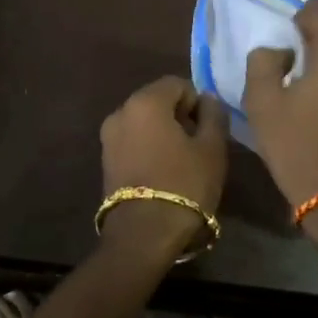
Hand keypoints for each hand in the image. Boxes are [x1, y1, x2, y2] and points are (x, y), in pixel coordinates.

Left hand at [99, 76, 229, 251]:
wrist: (144, 233)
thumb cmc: (185, 184)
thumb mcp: (212, 148)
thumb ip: (213, 115)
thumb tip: (207, 99)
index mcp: (145, 102)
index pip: (177, 84)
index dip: (197, 101)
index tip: (208, 128)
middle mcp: (121, 112)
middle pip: (157, 100)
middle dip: (179, 115)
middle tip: (198, 144)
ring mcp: (108, 137)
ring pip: (144, 121)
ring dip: (163, 131)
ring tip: (182, 160)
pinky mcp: (105, 159)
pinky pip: (132, 140)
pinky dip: (148, 146)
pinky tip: (163, 170)